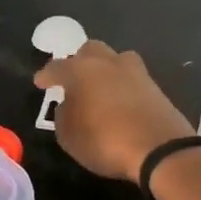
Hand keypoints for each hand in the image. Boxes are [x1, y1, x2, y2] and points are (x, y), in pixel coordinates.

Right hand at [33, 41, 194, 183]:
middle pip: (90, 50)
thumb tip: (68, 104)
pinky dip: (122, 84)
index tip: (40, 82)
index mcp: (81, 71)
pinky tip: (119, 99)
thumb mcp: (70, 137)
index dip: (46, 75)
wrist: (160, 149)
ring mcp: (135, 72)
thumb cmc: (106, 142)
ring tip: (99, 86)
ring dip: (104, 68)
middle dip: (78, 61)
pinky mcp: (154, 86)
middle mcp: (107, 63)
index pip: (57, 67)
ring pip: (115, 58)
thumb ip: (63, 116)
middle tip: (72, 80)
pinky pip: (132, 77)